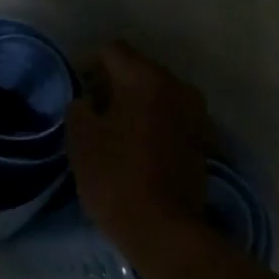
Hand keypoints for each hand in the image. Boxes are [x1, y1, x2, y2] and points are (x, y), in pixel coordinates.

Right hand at [65, 41, 210, 263]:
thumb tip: (88, 100)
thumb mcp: (81, 139)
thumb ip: (79, 107)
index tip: (74, 88)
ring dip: (135, 105)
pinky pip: (172, 118)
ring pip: (158, 95)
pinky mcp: (204, 140)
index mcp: (146, 78)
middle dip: (113, 84)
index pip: (112, 50)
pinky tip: (138, 147)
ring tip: (114, 131)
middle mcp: (178, 86)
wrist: (163, 227)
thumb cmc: (115, 178)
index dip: (87, 63)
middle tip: (91, 110)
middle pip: (138, 70)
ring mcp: (196, 114)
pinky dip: (154, 123)